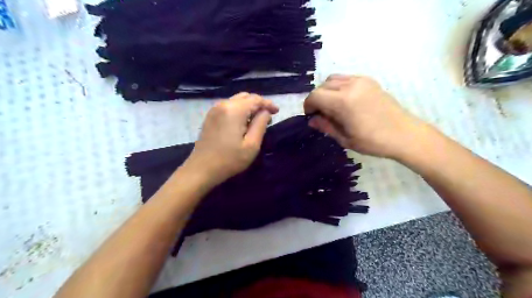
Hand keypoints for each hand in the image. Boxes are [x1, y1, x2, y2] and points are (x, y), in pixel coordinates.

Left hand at [184, 93, 278, 185]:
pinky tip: (243, 122)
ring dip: (249, 107)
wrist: (202, 169)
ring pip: (237, 100)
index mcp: (234, 110)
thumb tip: (265, 112)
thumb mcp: (252, 145)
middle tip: (268, 117)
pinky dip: (239, 110)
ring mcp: (214, 109)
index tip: (277, 112)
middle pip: (246, 97)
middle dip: (259, 104)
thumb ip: (261, 124)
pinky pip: (228, 106)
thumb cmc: (230, 159)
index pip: (256, 99)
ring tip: (257, 120)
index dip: (268, 104)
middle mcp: (223, 104)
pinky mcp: (210, 116)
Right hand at [306, 74, 426, 157]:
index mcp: (343, 102)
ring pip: (334, 79)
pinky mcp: (369, 81)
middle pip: (323, 86)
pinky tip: (345, 101)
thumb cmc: (373, 142)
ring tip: (332, 106)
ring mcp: (361, 81)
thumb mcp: (345, 138)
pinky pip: (347, 78)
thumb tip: (312, 120)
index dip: (308, 105)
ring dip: (327, 91)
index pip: (315, 96)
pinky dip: (339, 87)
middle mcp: (350, 86)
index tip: (311, 116)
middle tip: (321, 114)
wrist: (404, 135)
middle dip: (317, 98)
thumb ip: (325, 126)